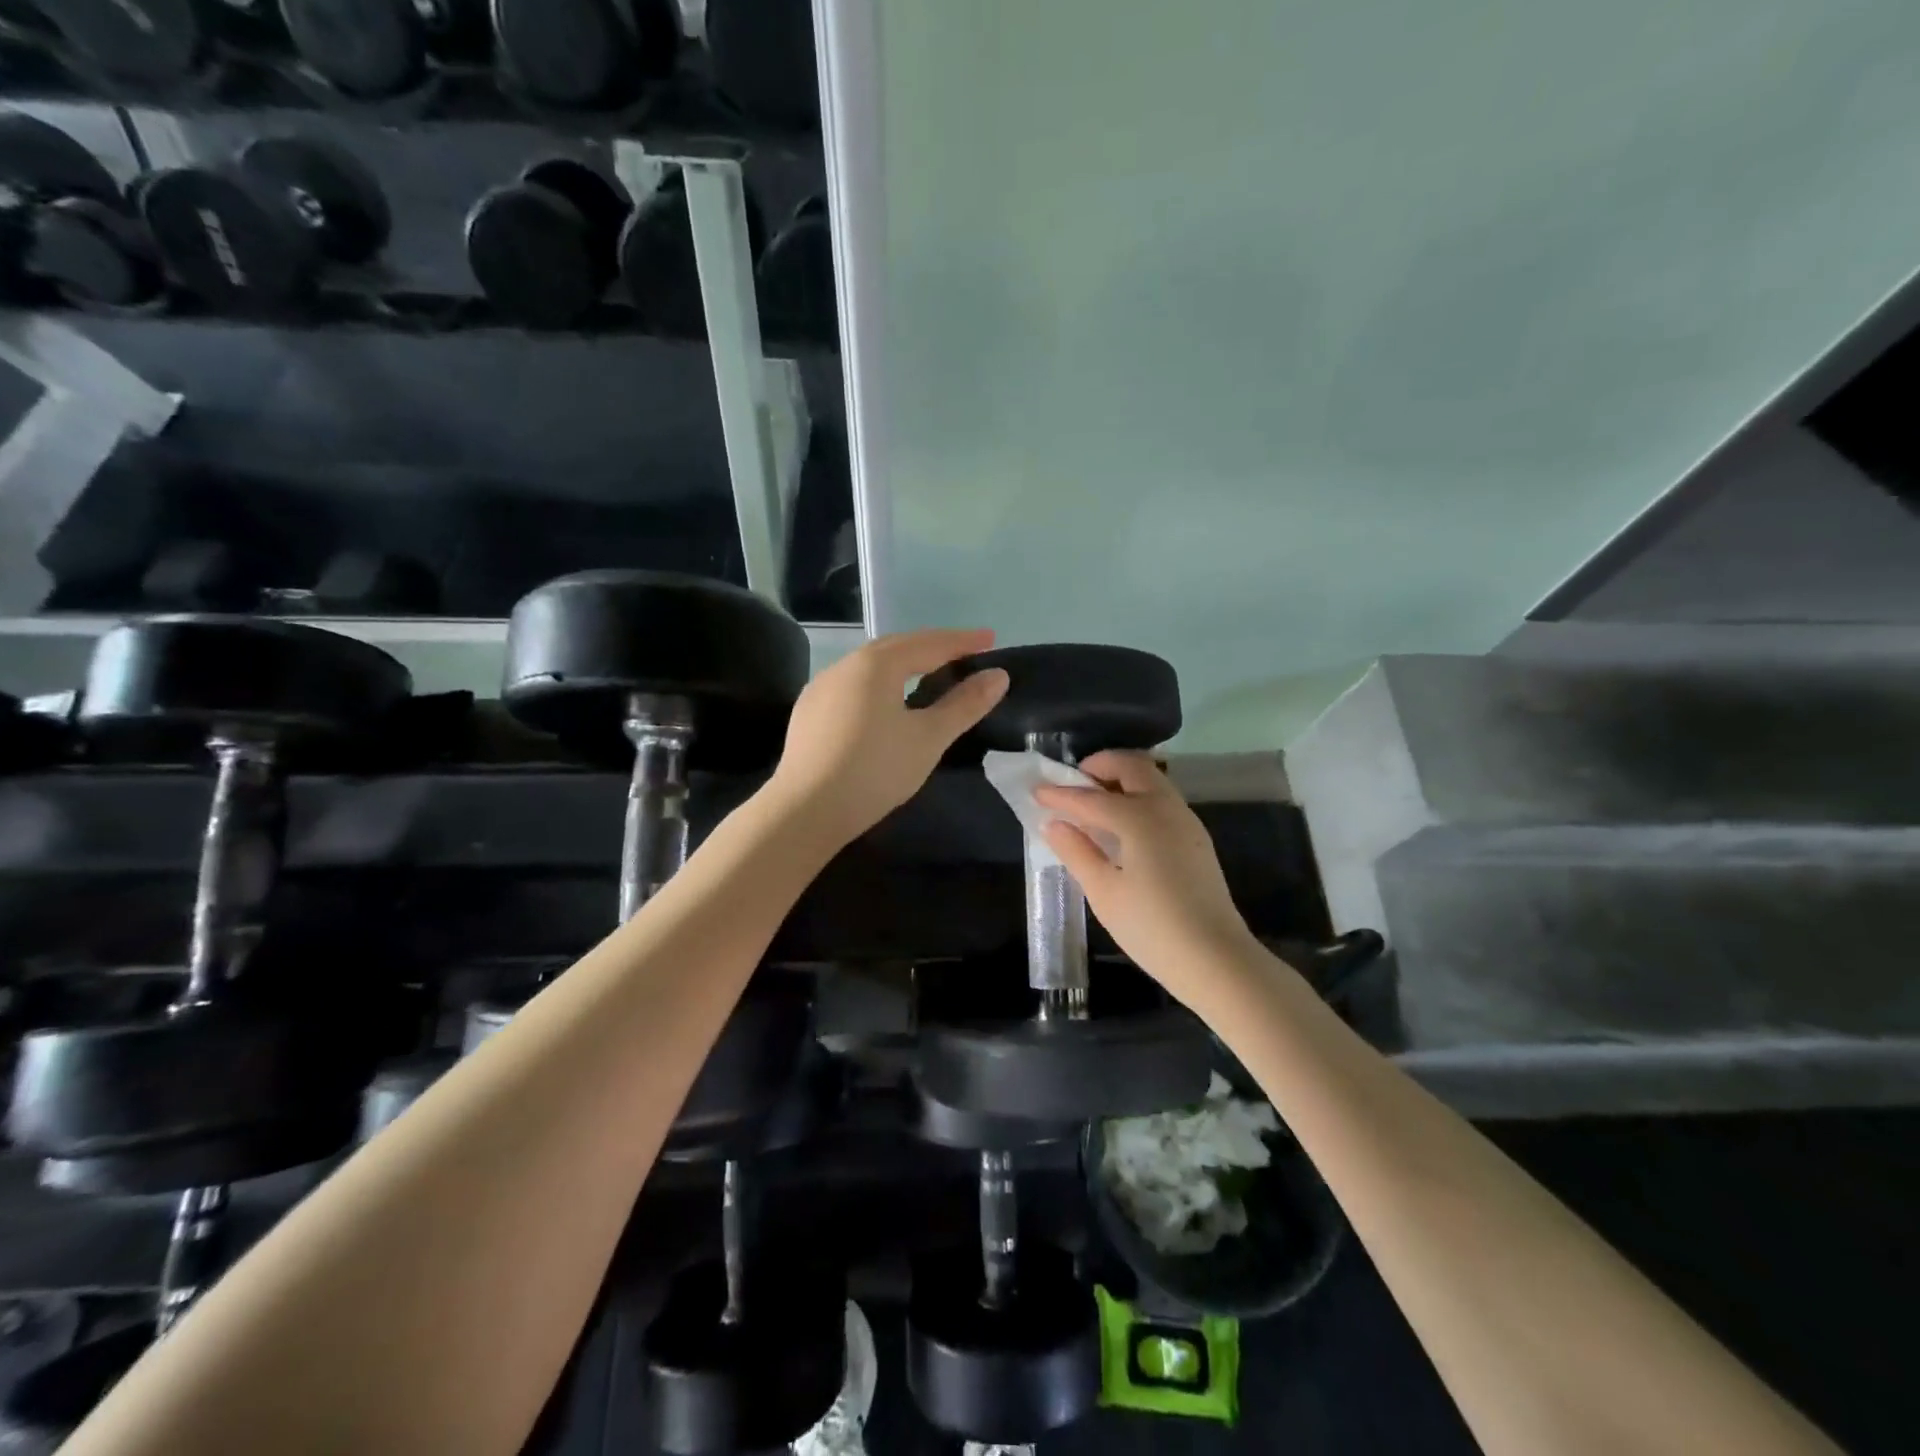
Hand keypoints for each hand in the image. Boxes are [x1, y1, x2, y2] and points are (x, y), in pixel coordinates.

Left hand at [769, 628, 1009, 845]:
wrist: (805, 810)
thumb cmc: (874, 771)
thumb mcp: (928, 739)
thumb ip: (964, 705)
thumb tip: (998, 676)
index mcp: (877, 664)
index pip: (929, 644)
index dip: (963, 641)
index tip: (991, 639)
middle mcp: (846, 665)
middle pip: (897, 647)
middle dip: (933, 647)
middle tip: (963, 653)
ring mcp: (821, 687)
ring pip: (871, 665)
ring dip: (903, 663)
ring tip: (927, 673)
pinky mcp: (808, 711)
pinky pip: (853, 685)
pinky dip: (879, 683)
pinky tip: (883, 702)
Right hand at [1035, 752, 1256, 1003]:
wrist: (1216, 959)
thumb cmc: (1152, 927)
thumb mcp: (1104, 892)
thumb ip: (1077, 851)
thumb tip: (1054, 824)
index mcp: (1138, 816)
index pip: (1090, 797)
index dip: (1060, 794)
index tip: (1036, 791)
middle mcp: (1165, 807)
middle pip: (1131, 767)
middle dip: (1099, 766)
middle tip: (1073, 784)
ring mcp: (1185, 820)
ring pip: (1151, 780)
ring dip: (1121, 779)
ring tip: (1094, 803)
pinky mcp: (1195, 837)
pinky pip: (1162, 799)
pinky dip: (1137, 796)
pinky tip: (1121, 826)